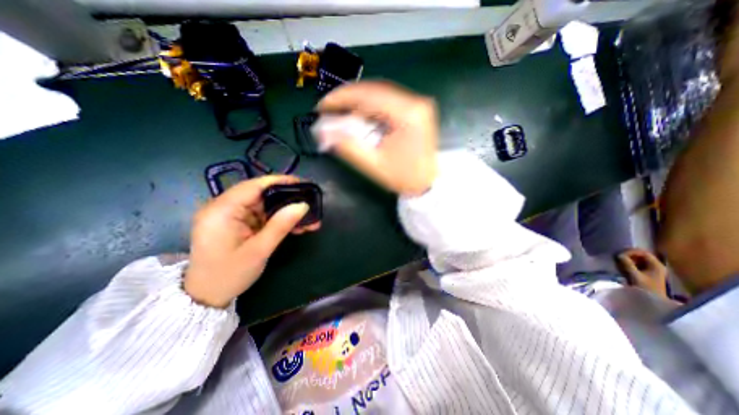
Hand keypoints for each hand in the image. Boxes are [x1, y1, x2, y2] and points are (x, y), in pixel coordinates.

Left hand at [183, 175, 318, 307]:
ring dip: (286, 211)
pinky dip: (279, 220)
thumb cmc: (229, 275)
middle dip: (288, 199)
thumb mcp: (259, 250)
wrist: (206, 297)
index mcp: (222, 210)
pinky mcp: (237, 223)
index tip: (303, 183)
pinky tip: (296, 227)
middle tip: (310, 204)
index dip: (280, 181)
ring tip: (309, 220)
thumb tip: (303, 205)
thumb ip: (280, 225)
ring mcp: (230, 215)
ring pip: (265, 205)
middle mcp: (223, 207)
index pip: (254, 186)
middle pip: (261, 194)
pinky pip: (262, 216)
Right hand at [317, 81, 436, 196]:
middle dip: (348, 98)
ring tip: (341, 113)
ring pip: (380, 93)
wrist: (429, 183)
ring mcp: (417, 104)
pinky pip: (388, 101)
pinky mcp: (416, 109)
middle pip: (374, 90)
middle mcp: (415, 101)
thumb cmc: (404, 178)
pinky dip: (370, 107)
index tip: (322, 106)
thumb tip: (323, 133)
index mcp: (407, 114)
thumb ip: (348, 146)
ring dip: (358, 102)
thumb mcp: (374, 165)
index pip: (369, 95)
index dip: (341, 97)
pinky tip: (359, 116)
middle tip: (329, 109)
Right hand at [619, 249, 670, 296]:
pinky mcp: (646, 272)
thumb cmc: (646, 288)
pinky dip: (628, 263)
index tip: (620, 254)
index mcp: (656, 265)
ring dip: (627, 259)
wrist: (653, 300)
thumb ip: (627, 265)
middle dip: (628, 255)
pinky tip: (623, 267)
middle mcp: (655, 265)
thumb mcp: (635, 276)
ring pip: (637, 259)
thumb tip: (619, 255)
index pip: (644, 252)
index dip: (631, 252)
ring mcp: (651, 269)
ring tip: (620, 263)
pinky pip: (636, 263)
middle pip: (640, 255)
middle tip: (618, 258)